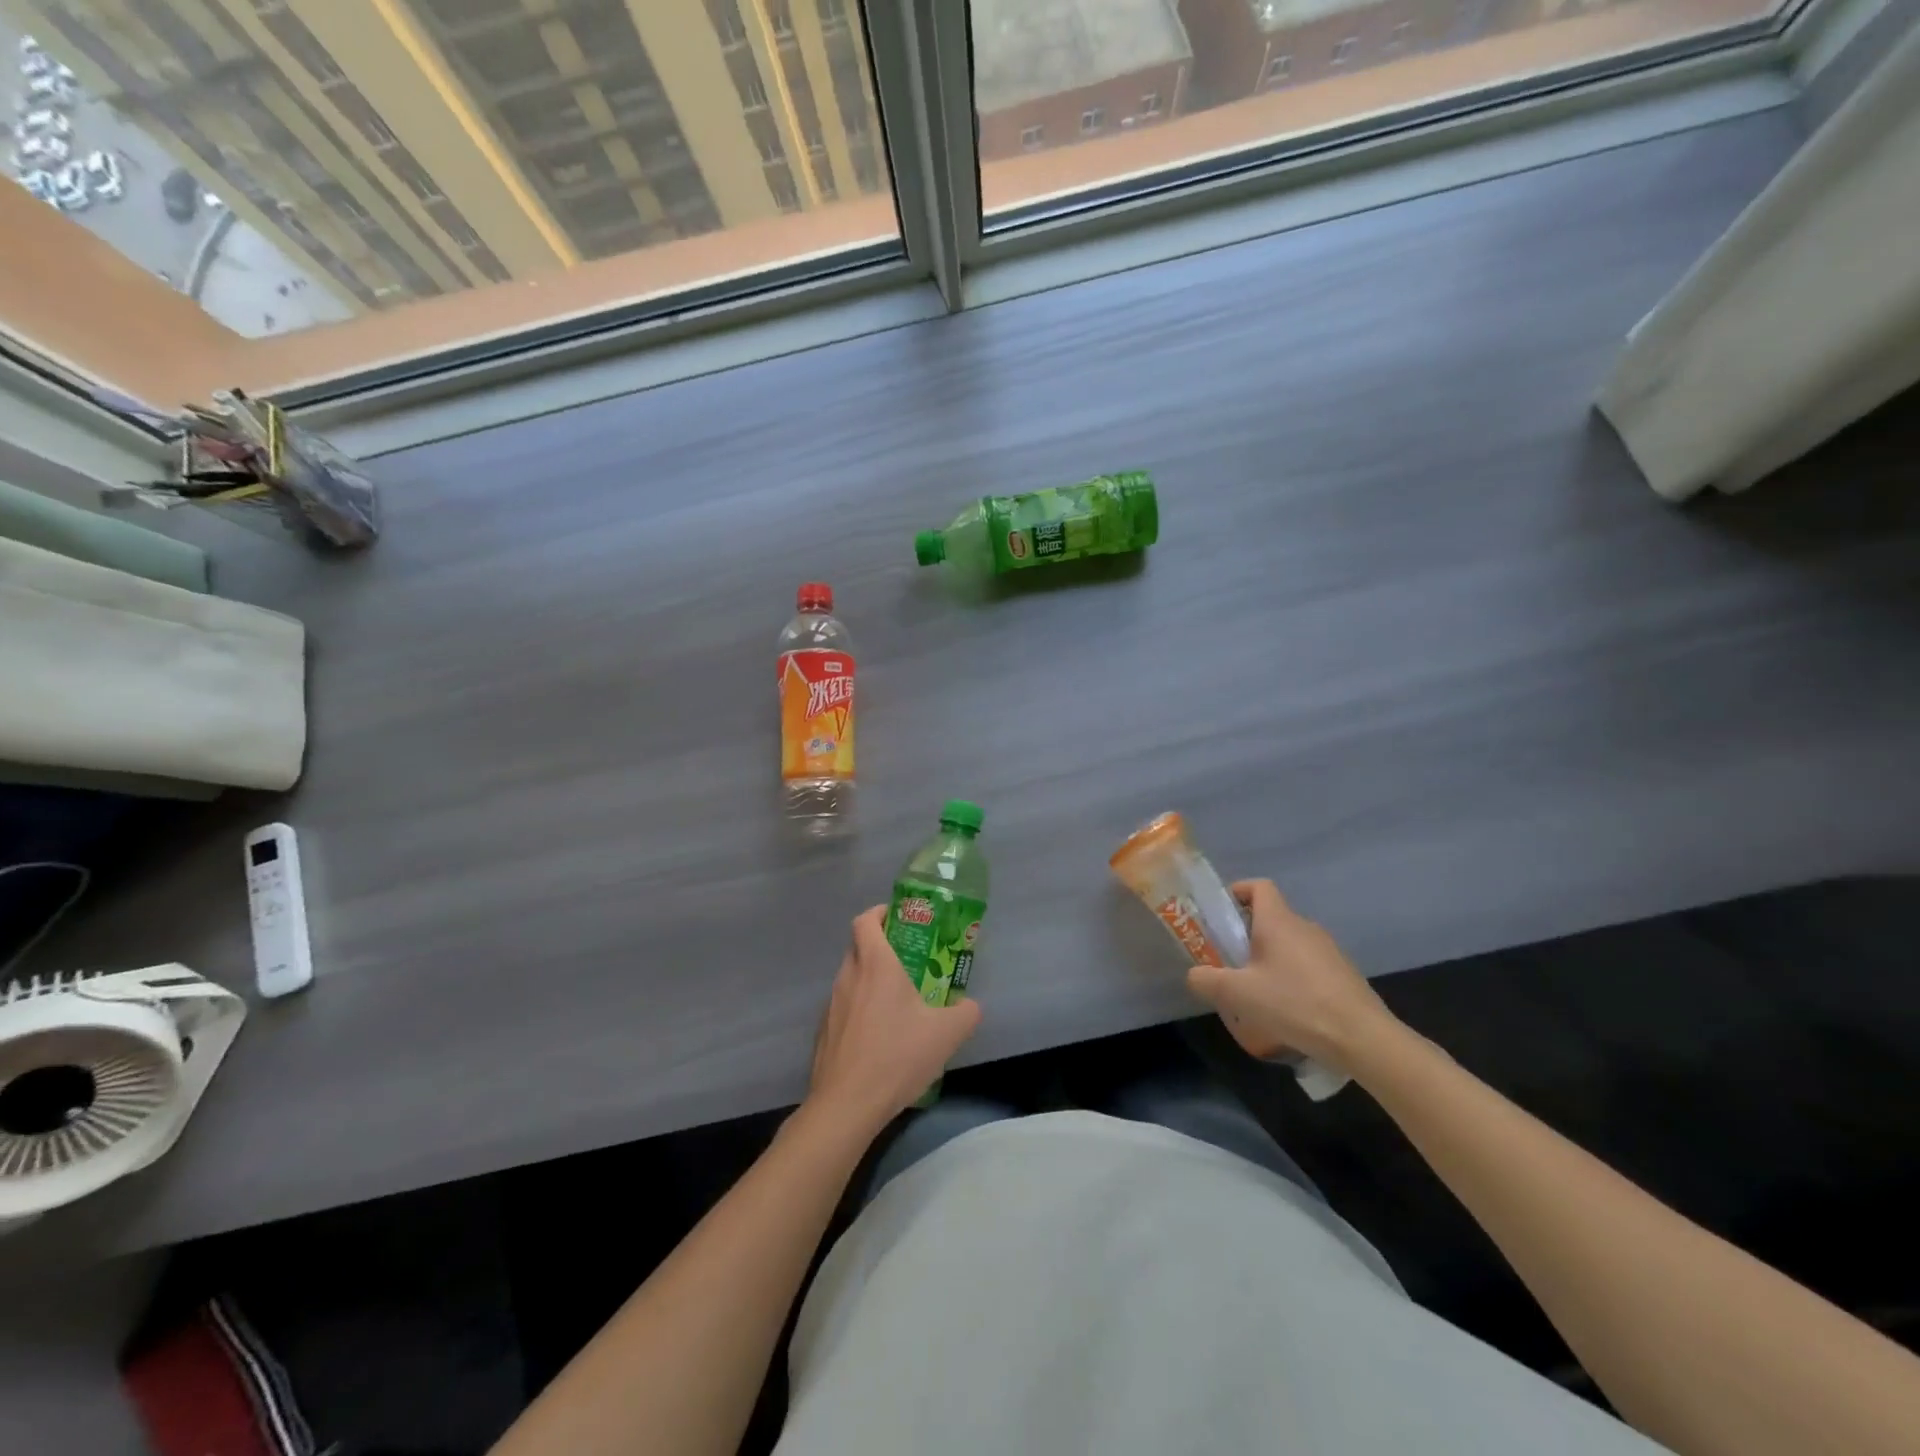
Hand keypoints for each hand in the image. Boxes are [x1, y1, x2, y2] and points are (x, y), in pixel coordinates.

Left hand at [806, 905, 982, 1135]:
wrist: (846, 1105)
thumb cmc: (896, 1056)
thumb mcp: (946, 1034)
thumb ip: (966, 1013)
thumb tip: (971, 1006)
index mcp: (876, 965)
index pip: (866, 920)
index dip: (880, 913)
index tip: (899, 918)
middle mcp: (849, 977)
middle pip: (859, 946)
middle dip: (880, 945)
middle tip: (908, 959)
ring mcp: (831, 1005)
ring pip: (850, 978)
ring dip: (870, 979)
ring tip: (897, 1001)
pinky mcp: (824, 1033)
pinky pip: (843, 1007)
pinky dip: (859, 1009)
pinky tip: (879, 1036)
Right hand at [1185, 880, 1396, 1070]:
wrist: (1363, 1038)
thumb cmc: (1295, 1004)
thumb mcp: (1238, 994)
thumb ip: (1207, 980)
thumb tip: (1194, 975)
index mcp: (1279, 921)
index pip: (1258, 887)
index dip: (1237, 892)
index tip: (1220, 915)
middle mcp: (1305, 927)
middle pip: (1271, 917)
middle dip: (1246, 935)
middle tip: (1228, 962)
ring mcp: (1329, 951)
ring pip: (1289, 944)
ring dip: (1269, 959)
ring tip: (1255, 992)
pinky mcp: (1343, 975)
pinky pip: (1308, 966)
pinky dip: (1292, 977)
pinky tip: (1286, 1010)